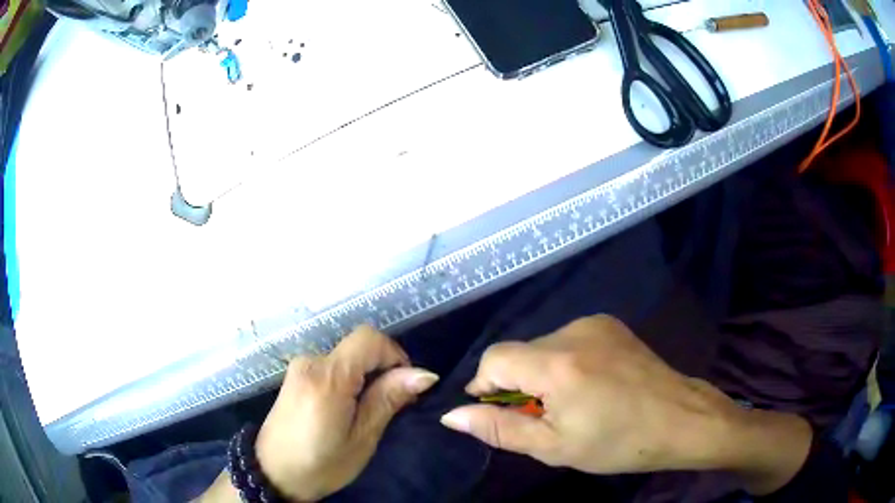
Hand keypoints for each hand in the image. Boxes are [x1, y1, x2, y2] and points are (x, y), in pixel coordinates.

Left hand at [199, 325, 438, 501]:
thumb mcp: (362, 438)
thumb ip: (387, 400)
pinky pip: (331, 365)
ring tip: (368, 412)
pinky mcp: (295, 375)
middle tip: (391, 405)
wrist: (272, 473)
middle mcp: (311, 361)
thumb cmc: (321, 464)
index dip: (394, 355)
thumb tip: (423, 374)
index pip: (369, 339)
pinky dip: (348, 379)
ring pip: (346, 356)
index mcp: (328, 377)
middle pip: (358, 347)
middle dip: (382, 369)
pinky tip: (346, 408)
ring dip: (365, 376)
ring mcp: (299, 367)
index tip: (406, 386)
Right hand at [439, 315, 812, 494]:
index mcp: (558, 364)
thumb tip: (453, 416)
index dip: (485, 385)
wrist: (680, 419)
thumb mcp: (554, 446)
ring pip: (542, 345)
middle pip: (519, 351)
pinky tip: (589, 384)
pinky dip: (563, 361)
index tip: (497, 411)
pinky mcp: (610, 324)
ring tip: (570, 403)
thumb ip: (499, 429)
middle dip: (517, 383)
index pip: (494, 358)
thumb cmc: (618, 443)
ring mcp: (596, 324)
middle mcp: (574, 331)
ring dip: (541, 373)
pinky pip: (568, 339)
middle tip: (542, 417)